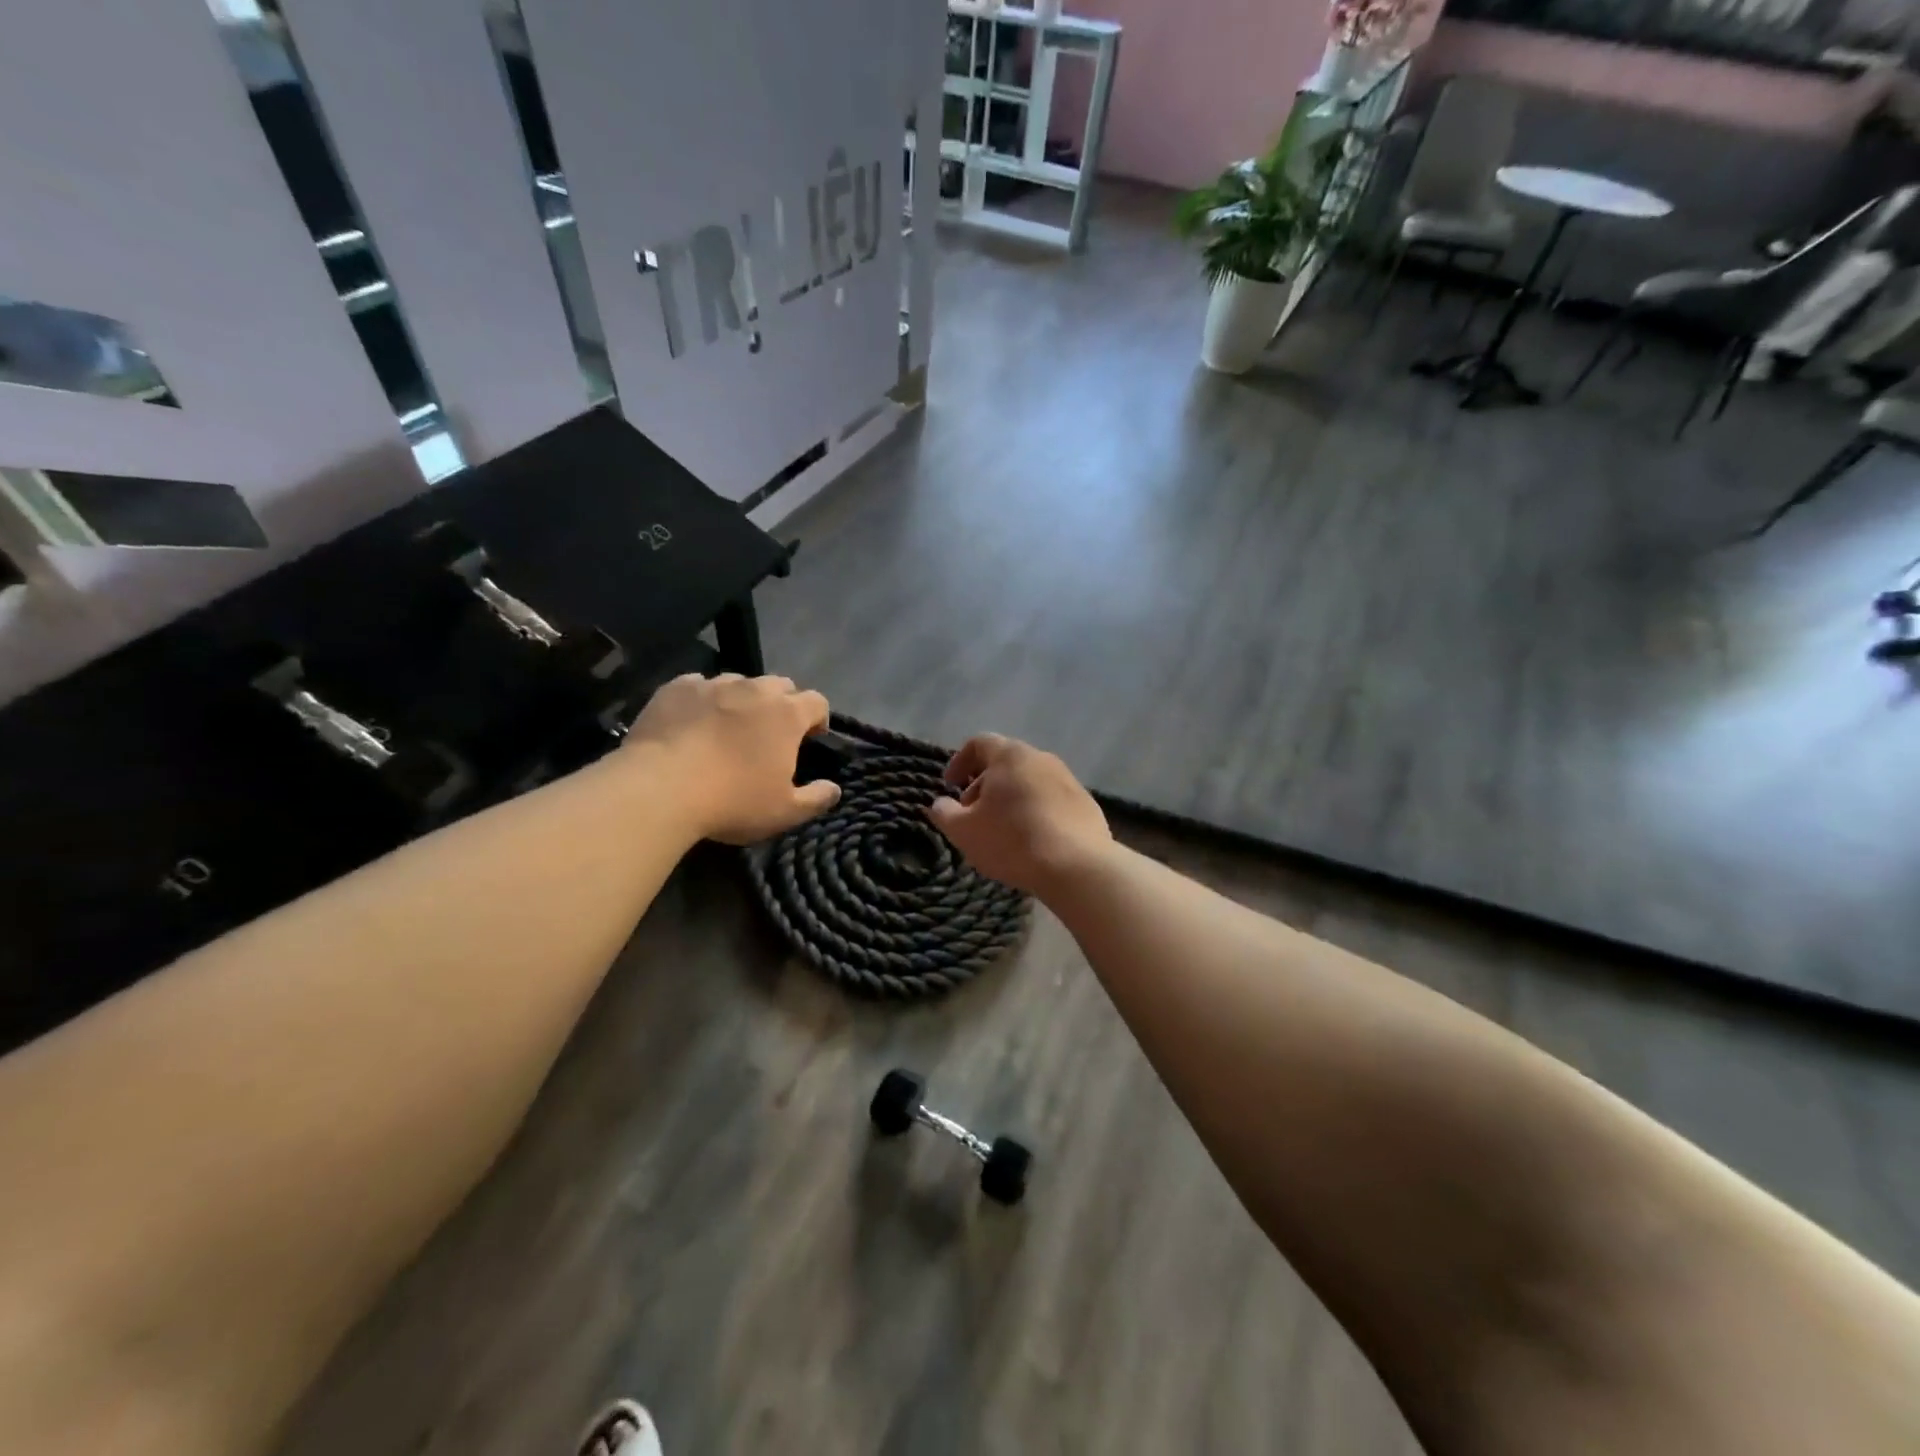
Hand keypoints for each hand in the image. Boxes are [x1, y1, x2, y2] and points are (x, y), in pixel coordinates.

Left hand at [623, 673, 838, 843]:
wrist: (660, 789)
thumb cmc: (732, 802)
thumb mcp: (784, 812)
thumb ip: (816, 798)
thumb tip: (834, 789)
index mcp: (787, 714)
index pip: (817, 701)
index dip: (818, 718)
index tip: (811, 738)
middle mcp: (754, 689)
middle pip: (780, 685)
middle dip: (782, 704)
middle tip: (770, 734)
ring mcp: (713, 685)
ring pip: (738, 682)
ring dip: (742, 700)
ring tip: (728, 727)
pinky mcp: (676, 688)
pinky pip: (698, 686)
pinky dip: (703, 700)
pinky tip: (692, 723)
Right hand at [926, 734, 1111, 896]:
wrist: (1077, 867)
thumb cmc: (1012, 841)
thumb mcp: (964, 831)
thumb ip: (944, 813)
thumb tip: (939, 804)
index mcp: (1010, 755)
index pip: (978, 743)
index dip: (959, 762)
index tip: (950, 787)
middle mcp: (1041, 758)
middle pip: (1005, 762)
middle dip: (983, 785)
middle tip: (972, 814)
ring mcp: (1068, 780)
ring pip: (1029, 782)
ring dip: (1010, 799)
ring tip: (1001, 830)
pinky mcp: (1086, 804)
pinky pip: (1051, 800)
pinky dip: (1035, 812)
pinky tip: (1032, 841)